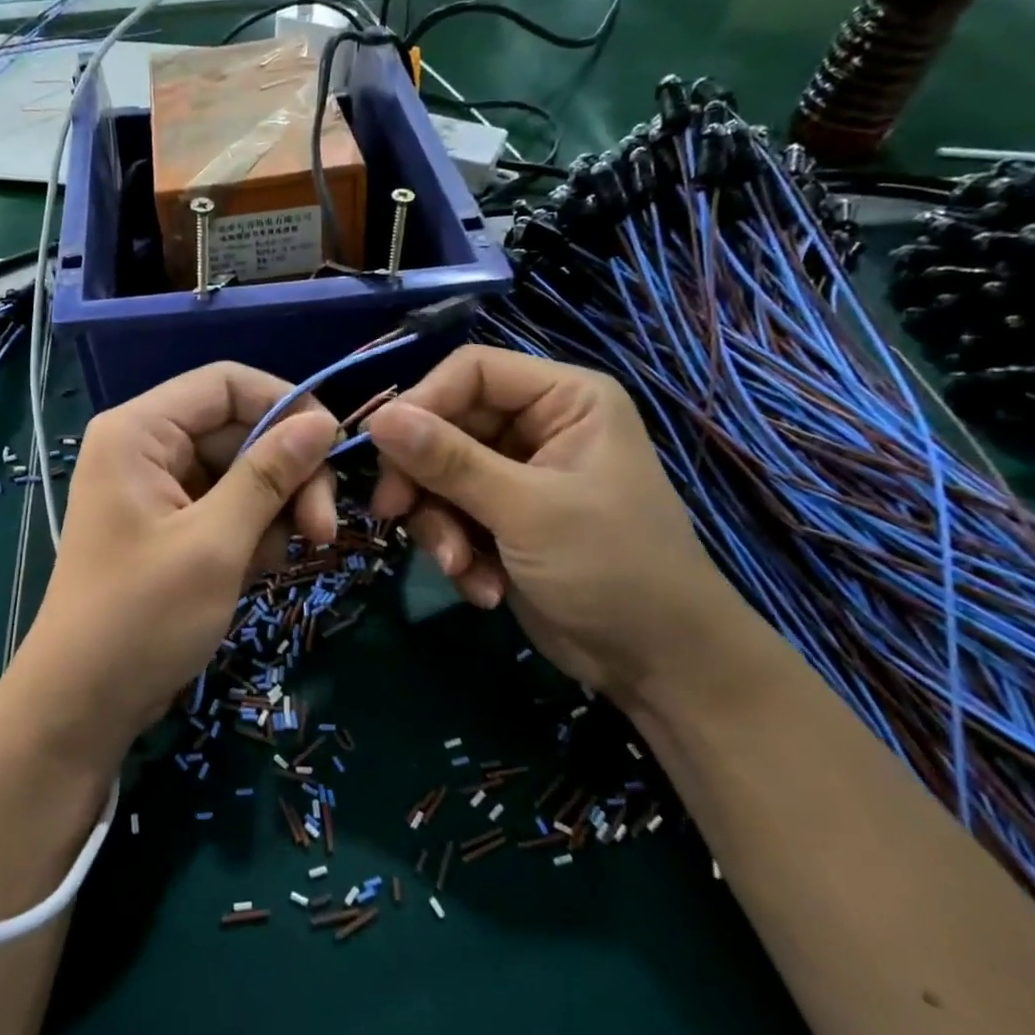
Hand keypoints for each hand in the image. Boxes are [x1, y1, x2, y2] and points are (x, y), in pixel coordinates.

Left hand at [15, 363, 338, 761]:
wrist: (83, 705)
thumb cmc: (141, 617)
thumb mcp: (215, 543)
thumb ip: (269, 475)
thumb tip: (322, 423)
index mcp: (140, 432)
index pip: (226, 383)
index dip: (286, 405)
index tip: (333, 449)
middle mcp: (147, 449)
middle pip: (240, 431)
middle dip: (288, 475)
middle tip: (323, 531)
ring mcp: (159, 490)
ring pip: (241, 473)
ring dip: (275, 511)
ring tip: (283, 560)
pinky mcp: (171, 528)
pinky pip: (228, 508)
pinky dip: (252, 534)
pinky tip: (258, 572)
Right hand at [366, 345, 751, 701]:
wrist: (657, 663)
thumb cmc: (611, 568)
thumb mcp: (526, 510)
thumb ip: (449, 461)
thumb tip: (378, 418)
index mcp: (563, 400)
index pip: (472, 371)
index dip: (422, 402)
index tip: (381, 446)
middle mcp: (537, 427)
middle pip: (445, 426)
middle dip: (423, 480)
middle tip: (394, 514)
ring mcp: (516, 475)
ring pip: (438, 476)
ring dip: (439, 526)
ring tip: (460, 567)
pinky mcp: (502, 519)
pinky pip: (451, 515)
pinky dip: (457, 551)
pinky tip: (483, 587)